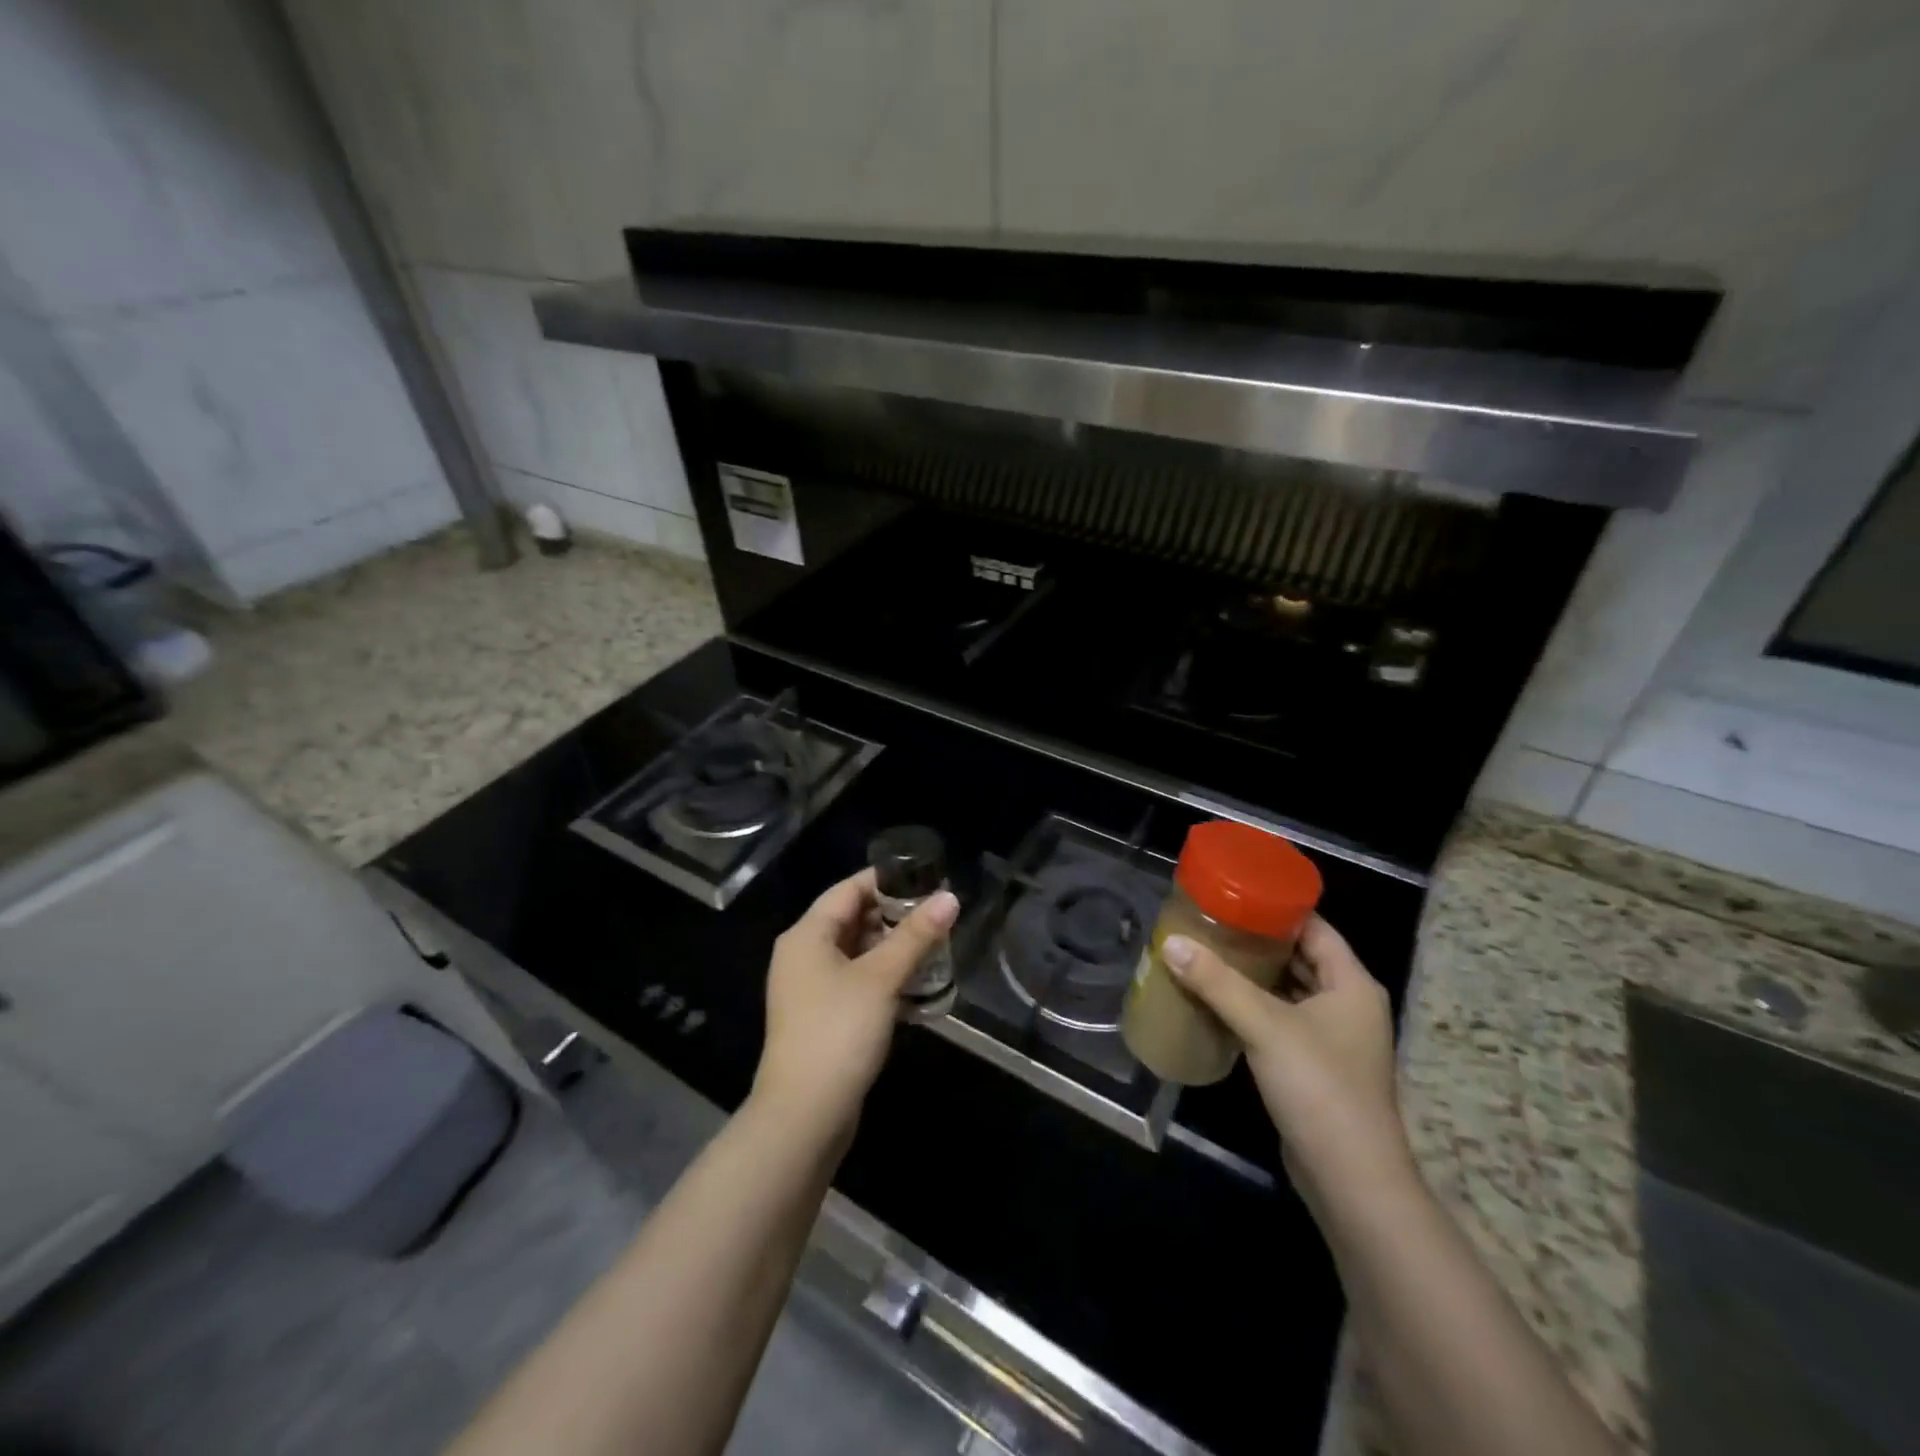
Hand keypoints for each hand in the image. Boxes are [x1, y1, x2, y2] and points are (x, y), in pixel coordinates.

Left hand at [752, 868, 958, 1143]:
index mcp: (807, 935)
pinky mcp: (824, 1017)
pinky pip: (857, 982)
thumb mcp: (881, 978)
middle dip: (895, 916)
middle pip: (852, 919)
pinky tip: (918, 984)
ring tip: (936, 945)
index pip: (849, 889)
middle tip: (938, 914)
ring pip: (858, 952)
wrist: (804, 1116)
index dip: (887, 880)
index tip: (927, 877)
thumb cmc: (838, 1033)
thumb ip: (916, 935)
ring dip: (893, 948)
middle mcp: (804, 955)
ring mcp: (811, 989)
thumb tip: (950, 897)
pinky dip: (884, 977)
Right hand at [1162, 916, 1411, 1199]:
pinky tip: (1217, 1000)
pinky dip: (1253, 1006)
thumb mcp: (1265, 1027)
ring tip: (1207, 952)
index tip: (1233, 893)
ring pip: (1288, 990)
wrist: (1350, 1179)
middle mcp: (1348, 1004)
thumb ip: (1217, 983)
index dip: (1277, 908)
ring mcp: (1332, 1038)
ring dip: (1253, 974)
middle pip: (1300, 956)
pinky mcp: (1314, 1065)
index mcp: (1352, 984)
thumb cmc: (1319, 1088)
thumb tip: (1170, 943)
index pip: (1314, 927)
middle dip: (1257, 940)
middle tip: (1210, 921)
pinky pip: (1280, 1019)